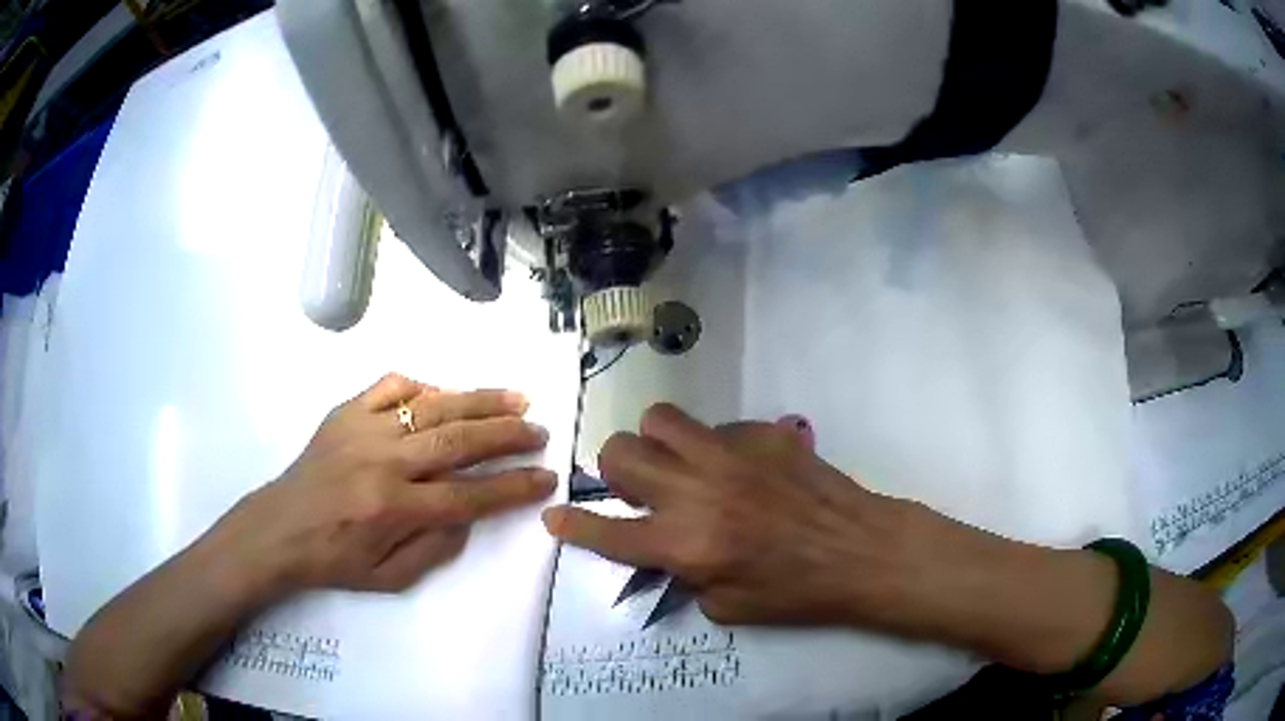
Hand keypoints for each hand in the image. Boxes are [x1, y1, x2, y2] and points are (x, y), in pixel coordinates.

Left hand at [208, 373, 554, 602]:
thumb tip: (469, 514)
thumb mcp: (390, 578)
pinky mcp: (346, 411)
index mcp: (394, 509)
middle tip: (539, 431)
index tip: (545, 477)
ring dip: (479, 401)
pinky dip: (423, 386)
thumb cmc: (335, 560)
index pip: (469, 495)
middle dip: (507, 435)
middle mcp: (383, 462)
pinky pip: (391, 386)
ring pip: (433, 406)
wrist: (280, 528)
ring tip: (516, 400)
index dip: (513, 486)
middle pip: (458, 441)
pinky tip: (443, 394)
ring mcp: (363, 429)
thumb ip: (437, 549)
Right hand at [542, 403, 916, 626]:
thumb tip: (668, 552)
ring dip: (657, 443)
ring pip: (660, 419)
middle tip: (639, 487)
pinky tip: (743, 470)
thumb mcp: (728, 608)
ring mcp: (730, 454)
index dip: (573, 526)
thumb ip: (684, 578)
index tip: (554, 516)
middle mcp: (697, 491)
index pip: (609, 532)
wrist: (860, 550)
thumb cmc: (797, 592)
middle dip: (616, 471)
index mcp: (686, 544)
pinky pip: (716, 427)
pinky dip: (714, 448)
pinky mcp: (762, 434)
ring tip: (679, 464)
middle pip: (620, 454)